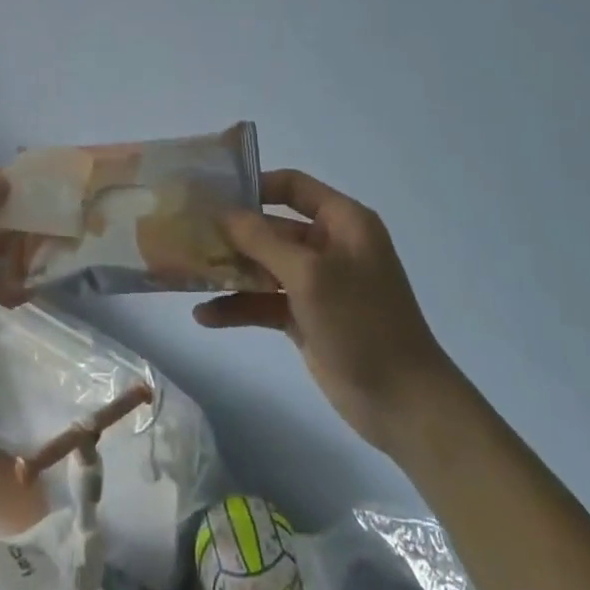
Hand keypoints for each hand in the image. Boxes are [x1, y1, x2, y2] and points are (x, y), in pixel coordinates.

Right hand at [194, 169, 449, 454]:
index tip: (214, 194)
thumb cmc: (361, 322)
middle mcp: (330, 246)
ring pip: (265, 266)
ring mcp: (317, 284)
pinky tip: (205, 316)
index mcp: (343, 222)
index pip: (294, 187)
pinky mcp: (306, 318)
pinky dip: (239, 307)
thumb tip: (224, 212)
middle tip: (188, 234)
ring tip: (186, 274)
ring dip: (231, 271)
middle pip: (273, 228)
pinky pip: (265, 302)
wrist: (403, 403)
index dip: (256, 186)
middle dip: (233, 234)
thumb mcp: (310, 274)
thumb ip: (263, 240)